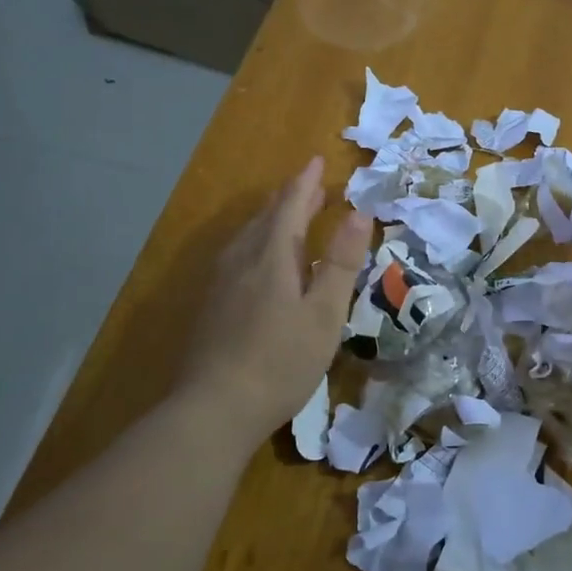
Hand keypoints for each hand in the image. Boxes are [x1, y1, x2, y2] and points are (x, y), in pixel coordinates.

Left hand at [172, 157, 372, 446]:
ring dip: (273, 219)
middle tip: (312, 186)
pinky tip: (259, 261)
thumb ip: (342, 262)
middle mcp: (242, 260)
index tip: (318, 161)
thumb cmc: (281, 361)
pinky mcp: (212, 306)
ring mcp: (221, 283)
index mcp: (272, 256)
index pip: (290, 206)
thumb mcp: (325, 313)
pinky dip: (258, 242)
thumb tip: (360, 212)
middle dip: (291, 198)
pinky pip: (239, 255)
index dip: (306, 183)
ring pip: (248, 236)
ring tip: (289, 216)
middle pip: (267, 217)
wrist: (214, 409)